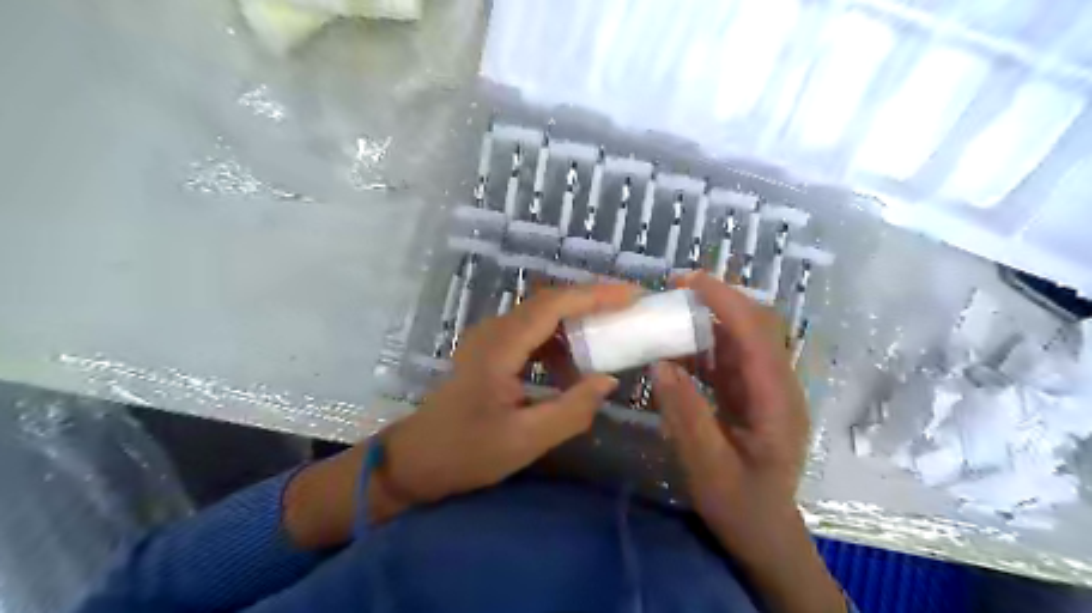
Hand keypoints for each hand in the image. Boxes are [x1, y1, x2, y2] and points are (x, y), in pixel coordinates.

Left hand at [285, 279, 637, 546]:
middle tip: (631, 308)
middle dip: (592, 300)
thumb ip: (572, 410)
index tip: (633, 295)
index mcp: (500, 347)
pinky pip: (532, 334)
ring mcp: (490, 339)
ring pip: (542, 316)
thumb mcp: (525, 439)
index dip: (595, 295)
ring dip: (577, 320)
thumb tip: (608, 380)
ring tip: (612, 332)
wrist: (415, 460)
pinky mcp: (491, 351)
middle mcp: (495, 331)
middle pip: (549, 302)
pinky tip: (574, 365)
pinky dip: (559, 341)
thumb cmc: (466, 452)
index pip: (553, 305)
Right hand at [651, 270, 836, 612]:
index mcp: (777, 401)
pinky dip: (702, 347)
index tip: (688, 280)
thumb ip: (687, 416)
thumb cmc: (741, 506)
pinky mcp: (751, 396)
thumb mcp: (708, 468)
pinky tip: (674, 351)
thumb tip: (662, 365)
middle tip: (674, 289)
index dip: (725, 300)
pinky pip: (728, 360)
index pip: (756, 334)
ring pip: (741, 339)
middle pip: (756, 326)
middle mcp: (777, 386)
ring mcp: (765, 390)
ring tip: (669, 313)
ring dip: (708, 320)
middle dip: (719, 299)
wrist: (764, 534)